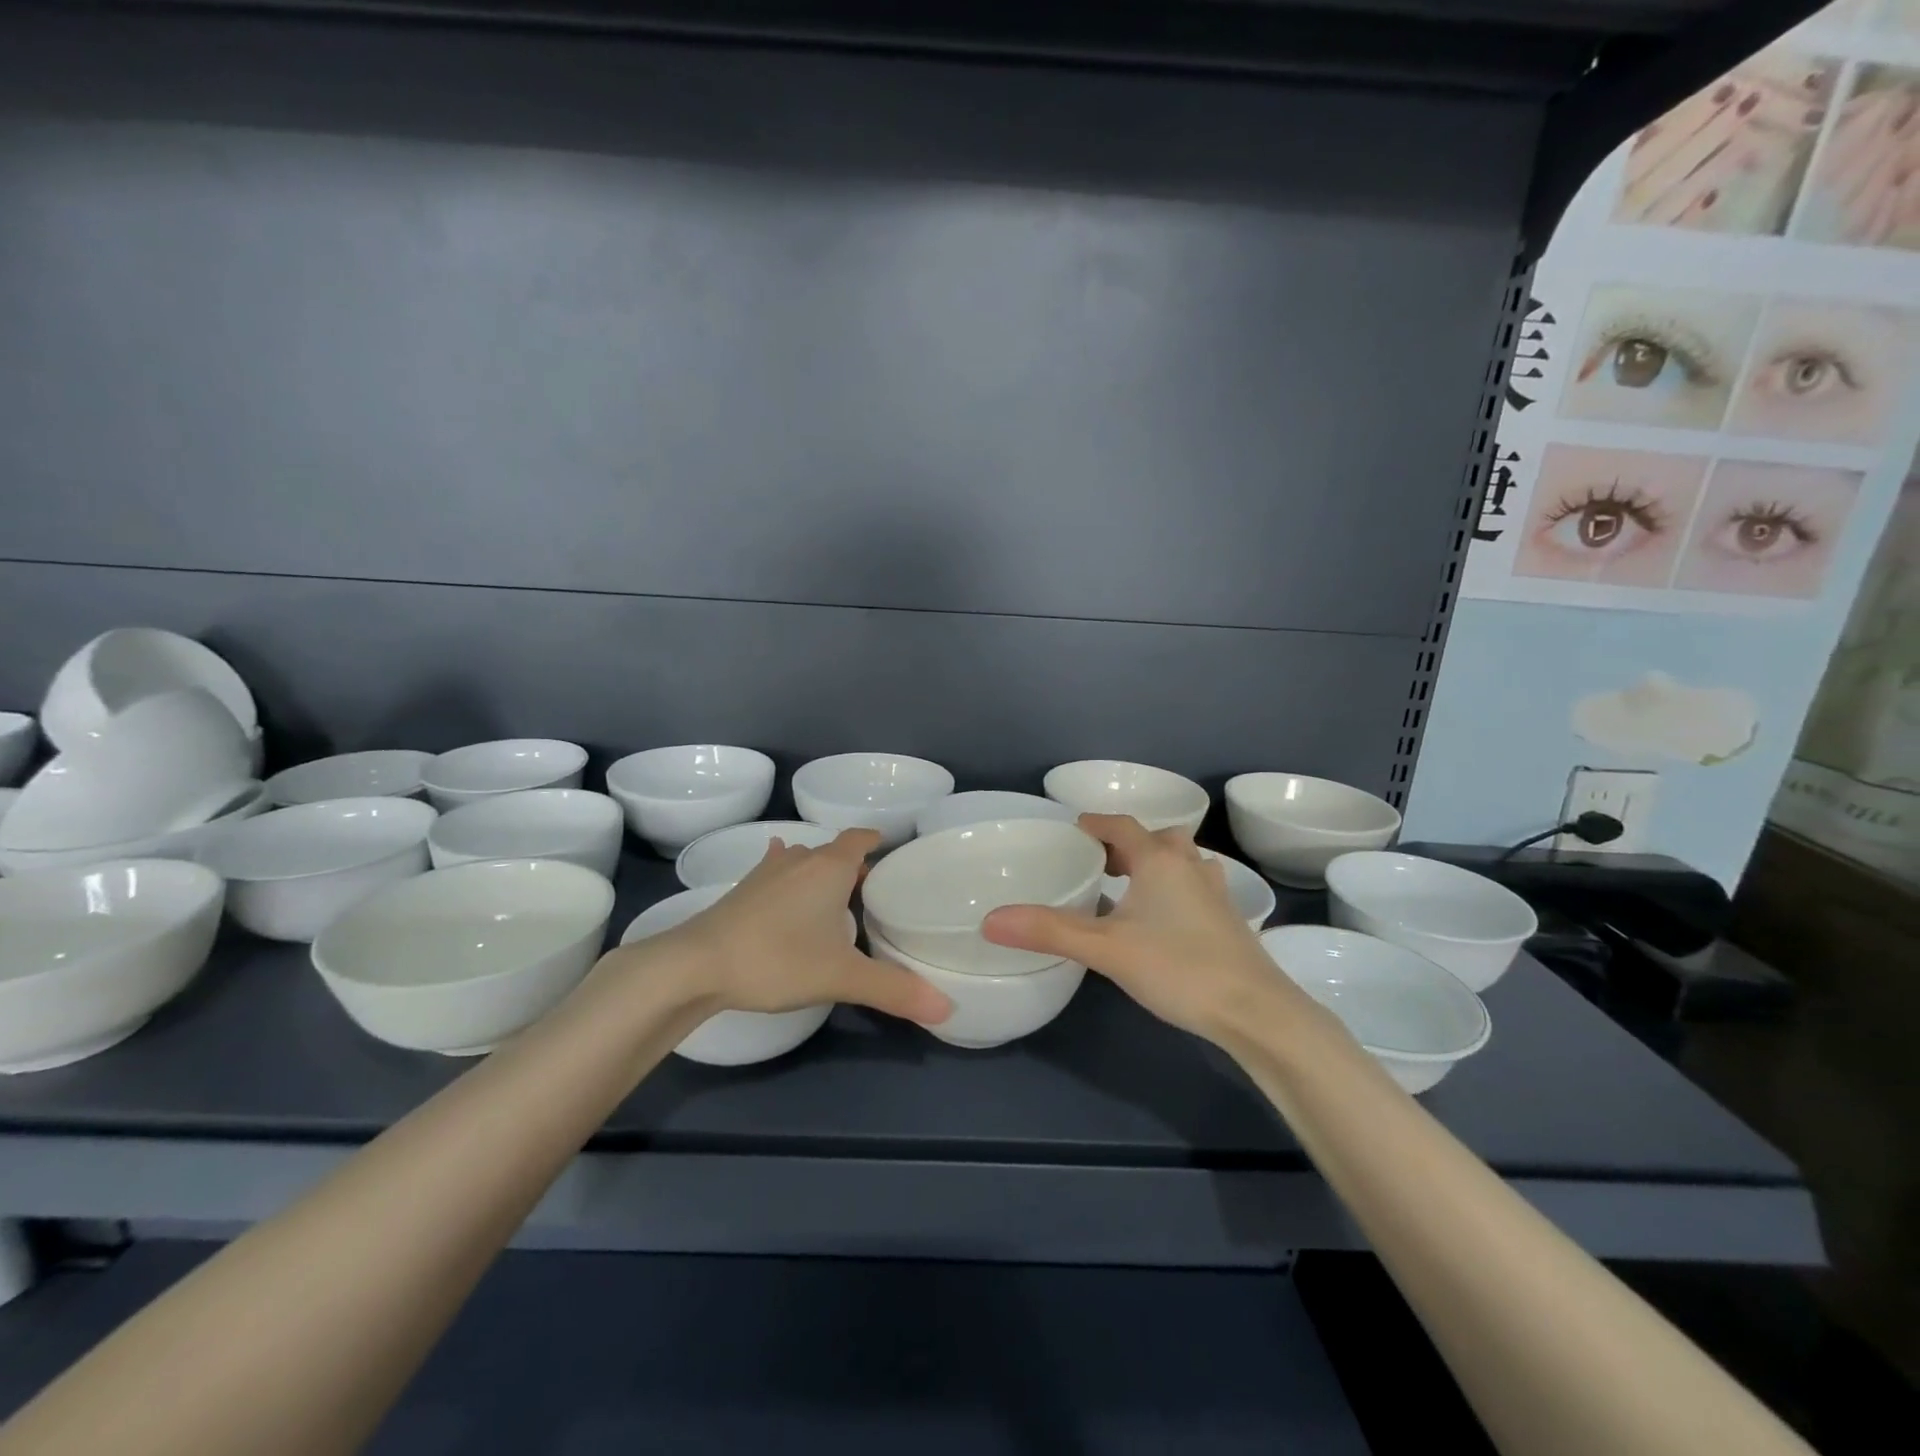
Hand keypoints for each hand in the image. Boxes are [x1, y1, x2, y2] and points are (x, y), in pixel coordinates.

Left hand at [611, 829, 950, 1025]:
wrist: (696, 966)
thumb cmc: (777, 959)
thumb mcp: (841, 977)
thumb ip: (893, 989)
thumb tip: (946, 1008)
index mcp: (830, 868)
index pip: (860, 839)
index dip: (877, 842)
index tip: (894, 855)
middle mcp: (800, 859)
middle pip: (835, 851)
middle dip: (854, 865)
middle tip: (874, 893)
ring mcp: (767, 872)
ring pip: (804, 860)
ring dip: (821, 872)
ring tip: (836, 896)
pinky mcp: (742, 890)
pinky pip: (776, 872)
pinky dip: (788, 876)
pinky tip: (783, 884)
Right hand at [982, 814, 1289, 1040]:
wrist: (1256, 1012)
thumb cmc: (1179, 968)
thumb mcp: (1106, 949)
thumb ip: (1049, 931)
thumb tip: (990, 920)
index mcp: (1159, 859)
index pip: (1121, 825)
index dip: (1094, 824)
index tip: (1071, 832)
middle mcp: (1190, 865)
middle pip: (1154, 838)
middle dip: (1123, 845)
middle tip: (1096, 863)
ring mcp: (1215, 892)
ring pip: (1178, 861)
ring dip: (1151, 864)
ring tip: (1125, 887)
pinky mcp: (1228, 919)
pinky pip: (1192, 886)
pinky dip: (1171, 888)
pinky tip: (1159, 919)